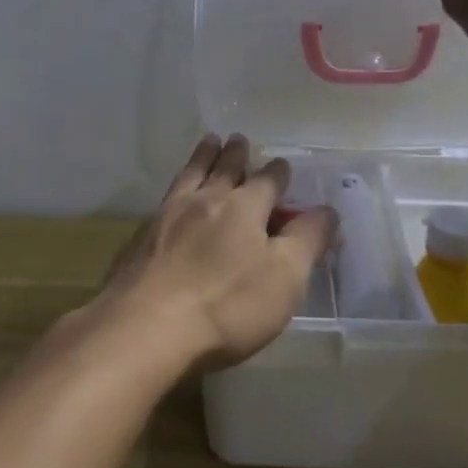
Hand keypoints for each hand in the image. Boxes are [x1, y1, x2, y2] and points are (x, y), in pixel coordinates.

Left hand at [95, 135, 336, 373]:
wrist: (147, 328)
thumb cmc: (228, 305)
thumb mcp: (285, 277)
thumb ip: (307, 240)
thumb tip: (327, 209)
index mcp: (245, 207)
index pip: (268, 180)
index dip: (278, 173)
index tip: (283, 165)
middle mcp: (206, 200)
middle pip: (224, 168)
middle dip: (235, 153)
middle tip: (238, 139)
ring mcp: (168, 216)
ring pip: (191, 175)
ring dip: (203, 157)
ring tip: (208, 142)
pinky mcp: (141, 238)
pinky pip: (165, 199)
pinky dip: (177, 187)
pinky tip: (173, 197)